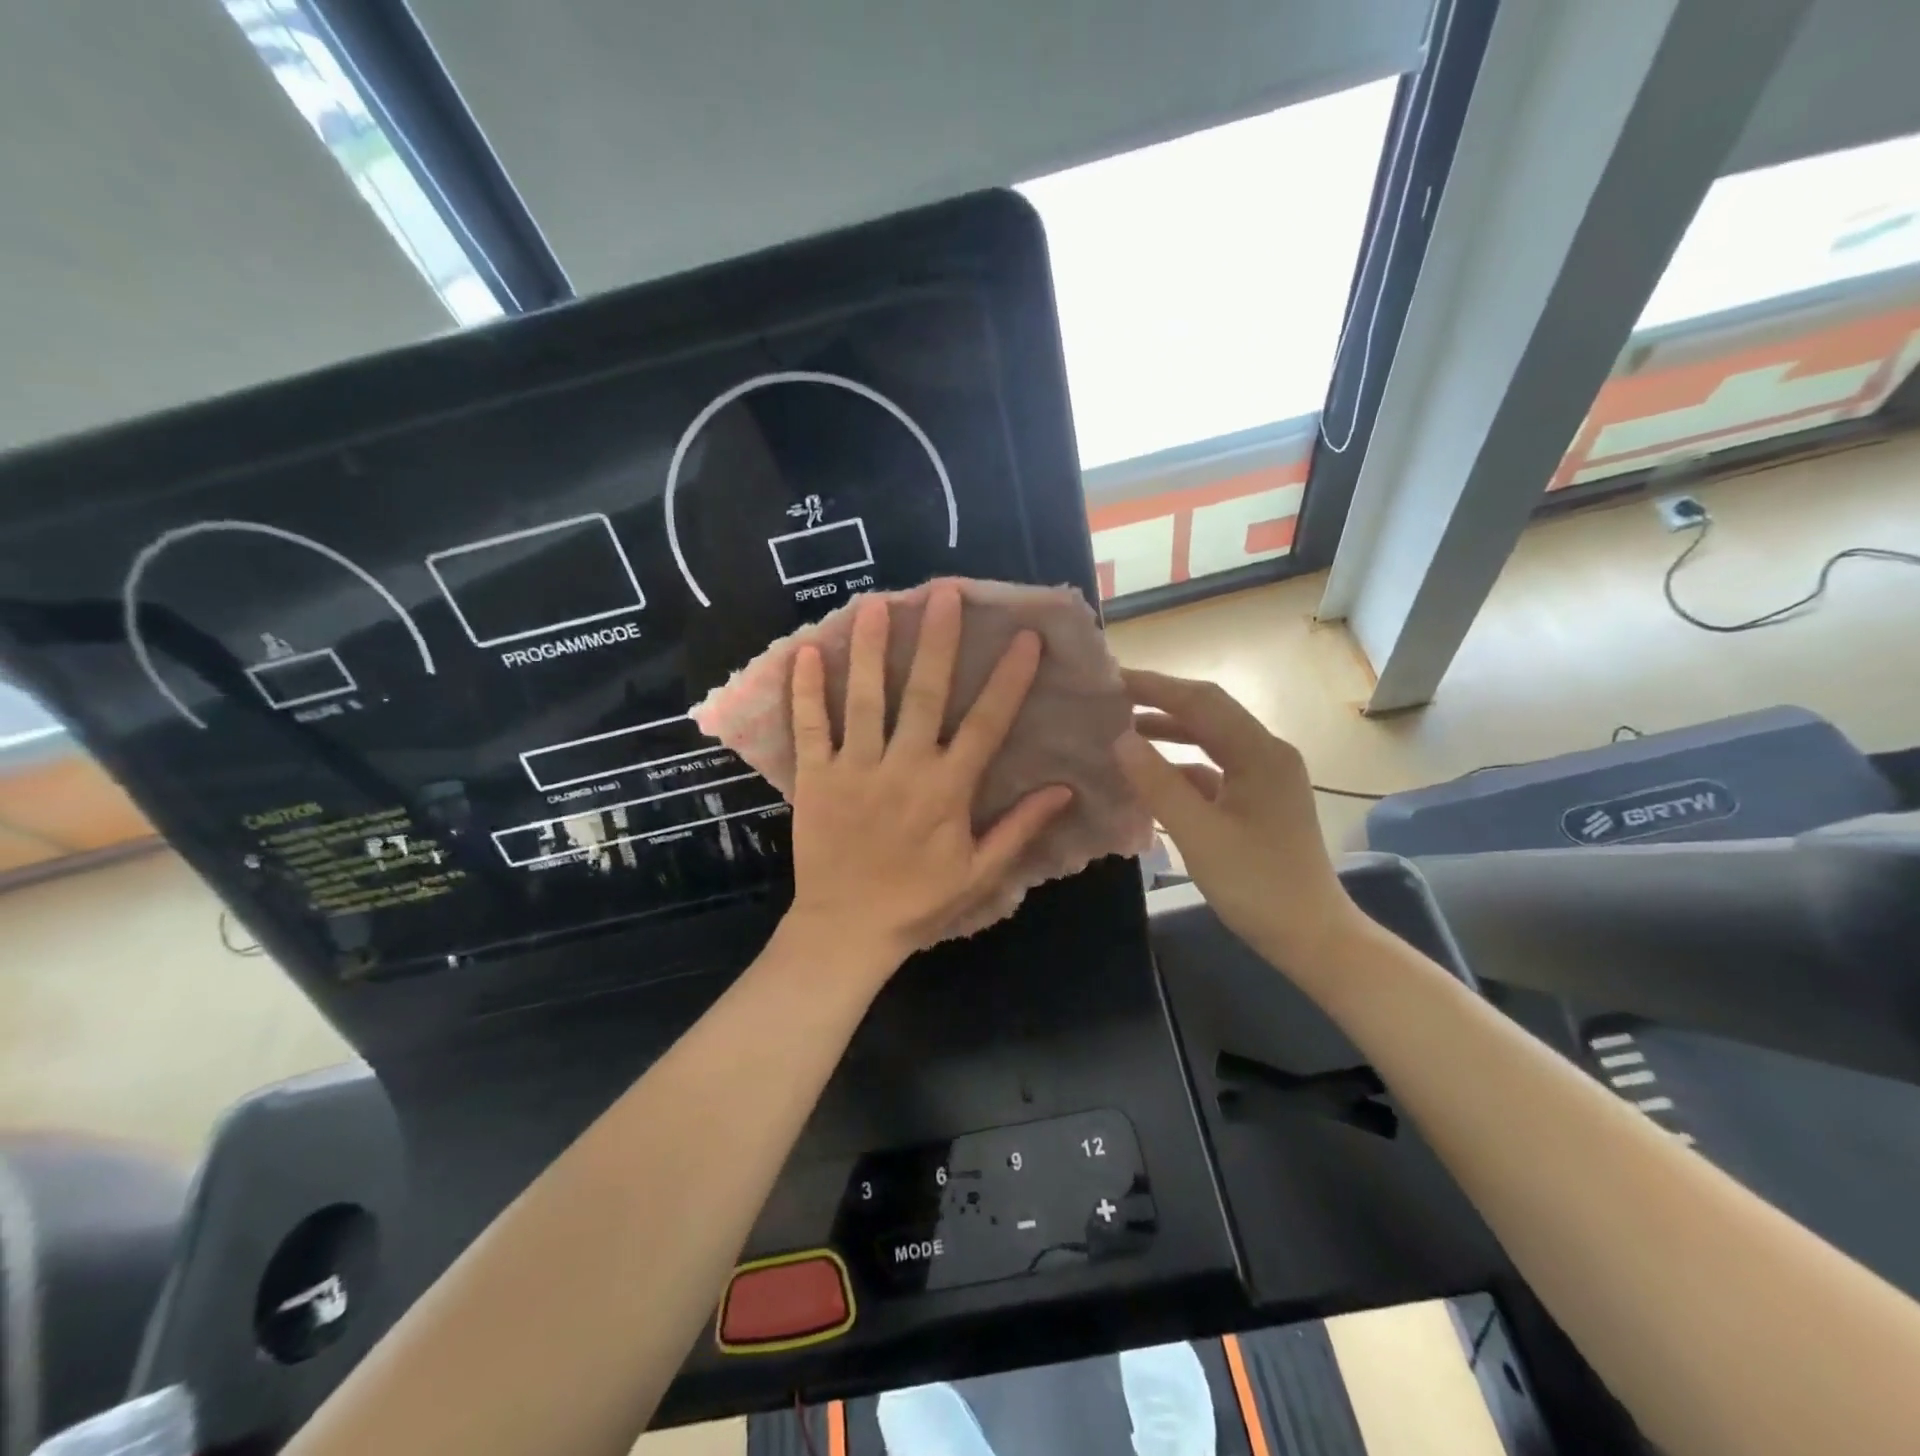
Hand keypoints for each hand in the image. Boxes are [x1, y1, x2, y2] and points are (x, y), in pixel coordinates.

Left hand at [785, 583, 1072, 969]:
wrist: (847, 929)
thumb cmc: (919, 902)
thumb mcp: (980, 874)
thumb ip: (1020, 828)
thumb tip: (1065, 790)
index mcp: (948, 788)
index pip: (986, 723)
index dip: (1008, 679)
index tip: (1024, 638)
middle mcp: (903, 767)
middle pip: (923, 694)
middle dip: (937, 641)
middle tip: (943, 593)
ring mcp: (855, 769)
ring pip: (864, 699)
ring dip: (870, 649)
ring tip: (875, 604)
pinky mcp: (816, 778)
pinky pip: (810, 728)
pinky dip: (806, 691)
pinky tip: (805, 652)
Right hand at [1113, 670, 1359, 971]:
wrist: (1311, 936)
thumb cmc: (1256, 884)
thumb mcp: (1198, 834)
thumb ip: (1158, 783)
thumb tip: (1120, 739)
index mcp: (1260, 753)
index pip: (1202, 701)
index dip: (1155, 686)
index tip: (1111, 679)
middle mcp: (1267, 754)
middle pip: (1208, 714)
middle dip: (1160, 703)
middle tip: (1112, 701)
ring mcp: (1265, 778)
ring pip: (1210, 741)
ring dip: (1169, 733)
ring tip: (1124, 731)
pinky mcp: (1257, 801)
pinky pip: (1214, 769)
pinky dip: (1181, 766)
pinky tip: (1150, 776)